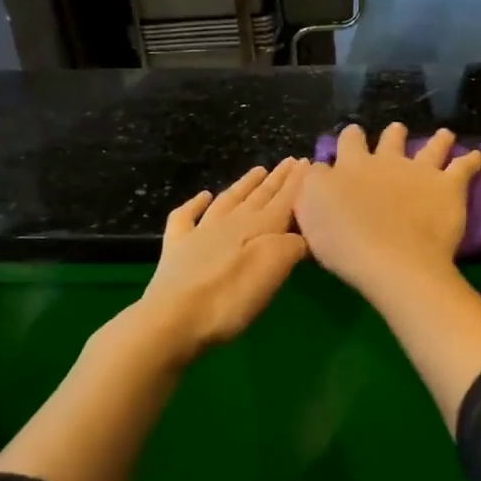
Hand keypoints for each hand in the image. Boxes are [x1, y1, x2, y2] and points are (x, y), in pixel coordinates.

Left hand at [136, 159, 308, 358]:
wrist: (173, 320)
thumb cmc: (231, 298)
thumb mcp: (274, 270)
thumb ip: (292, 246)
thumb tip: (298, 235)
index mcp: (260, 227)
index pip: (284, 199)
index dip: (297, 182)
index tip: (308, 161)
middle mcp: (232, 222)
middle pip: (259, 196)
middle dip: (277, 178)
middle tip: (291, 161)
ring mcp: (201, 232)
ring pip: (228, 200)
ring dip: (245, 184)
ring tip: (258, 170)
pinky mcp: (177, 248)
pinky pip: (186, 217)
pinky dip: (195, 204)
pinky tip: (202, 197)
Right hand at [294, 124, 480, 301]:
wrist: (391, 260)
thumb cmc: (343, 241)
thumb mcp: (309, 210)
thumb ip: (312, 184)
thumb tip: (317, 167)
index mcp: (352, 166)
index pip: (348, 143)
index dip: (350, 139)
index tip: (353, 137)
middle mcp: (387, 161)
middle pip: (390, 140)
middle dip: (392, 135)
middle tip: (396, 132)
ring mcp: (420, 171)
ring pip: (431, 147)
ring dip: (437, 140)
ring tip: (444, 135)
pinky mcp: (448, 187)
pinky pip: (464, 167)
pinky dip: (471, 160)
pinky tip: (477, 156)